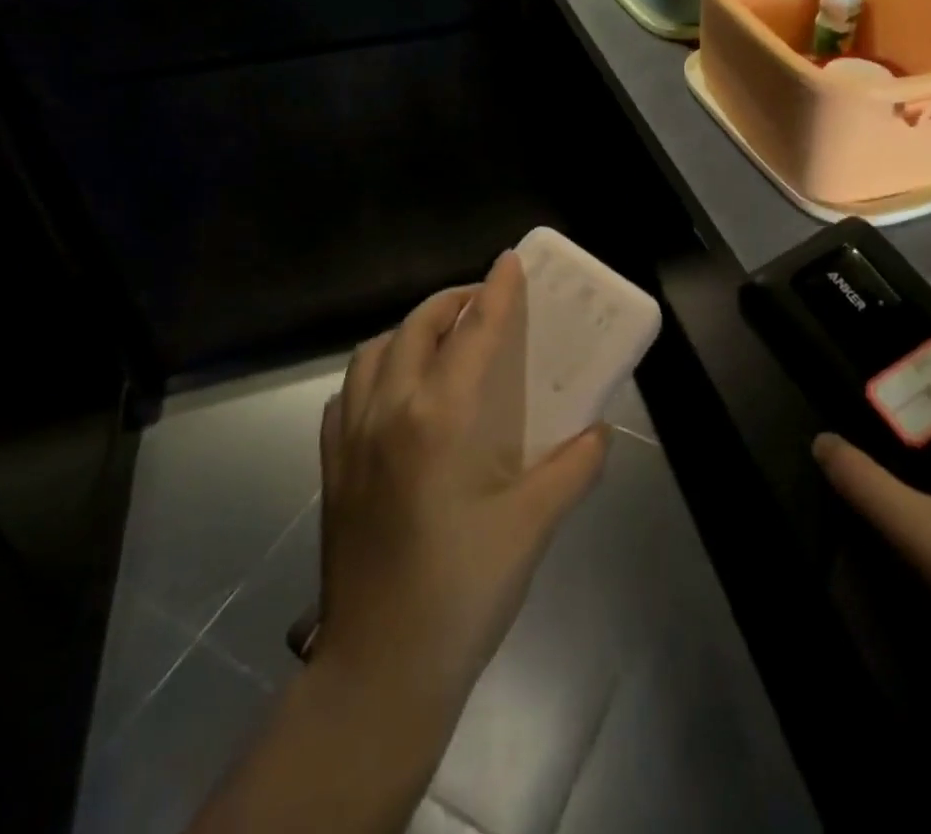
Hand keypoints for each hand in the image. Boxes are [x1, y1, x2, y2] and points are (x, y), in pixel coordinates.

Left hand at [311, 251, 609, 717]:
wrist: (379, 669)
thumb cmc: (462, 591)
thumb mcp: (532, 526)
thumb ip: (573, 468)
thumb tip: (600, 431)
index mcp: (439, 418)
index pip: (473, 333)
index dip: (496, 291)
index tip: (511, 261)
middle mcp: (389, 412)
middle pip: (416, 327)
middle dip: (451, 301)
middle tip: (484, 303)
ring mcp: (350, 438)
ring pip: (375, 352)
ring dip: (410, 331)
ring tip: (442, 342)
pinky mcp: (331, 467)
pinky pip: (348, 393)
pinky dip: (376, 372)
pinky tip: (397, 394)